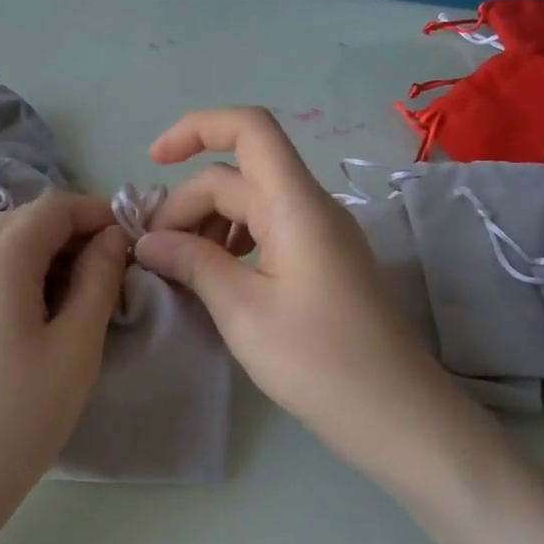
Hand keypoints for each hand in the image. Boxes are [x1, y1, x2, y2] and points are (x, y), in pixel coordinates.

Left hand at [0, 192, 127, 530]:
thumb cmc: (20, 414)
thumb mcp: (75, 346)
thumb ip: (97, 280)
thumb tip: (110, 238)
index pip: (52, 208)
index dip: (95, 213)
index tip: (131, 237)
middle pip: (22, 221)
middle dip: (70, 232)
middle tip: (111, 266)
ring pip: (0, 245)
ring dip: (43, 252)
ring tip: (81, 290)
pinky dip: (17, 273)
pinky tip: (39, 310)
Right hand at [135, 108, 472, 475]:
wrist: (396, 415)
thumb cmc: (318, 360)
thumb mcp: (242, 310)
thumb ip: (193, 263)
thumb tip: (146, 242)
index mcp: (295, 204)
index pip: (248, 129)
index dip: (196, 128)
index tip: (152, 161)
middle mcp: (310, 207)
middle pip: (236, 176)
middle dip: (185, 204)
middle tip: (152, 256)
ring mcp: (320, 236)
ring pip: (249, 204)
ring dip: (205, 224)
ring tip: (179, 268)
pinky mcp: (321, 264)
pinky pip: (266, 231)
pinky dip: (230, 243)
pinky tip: (214, 278)